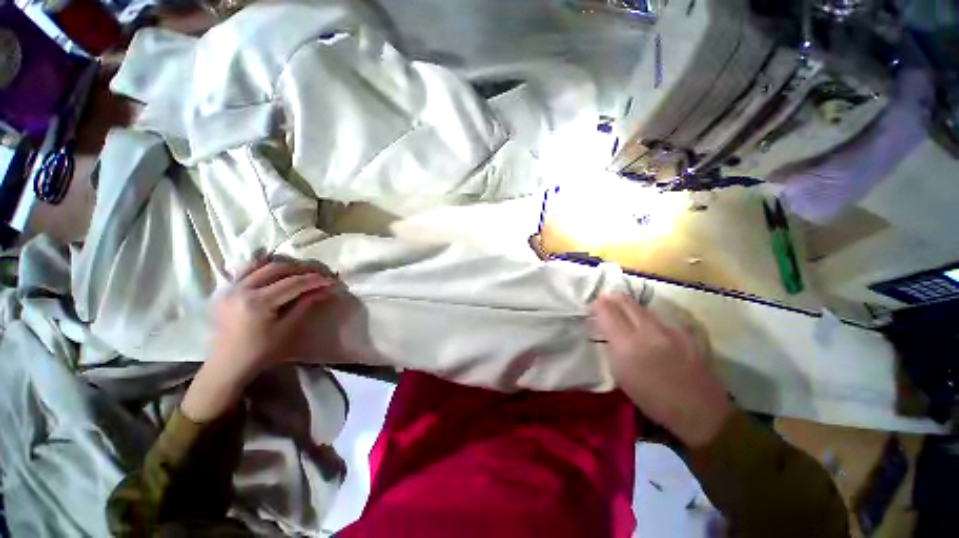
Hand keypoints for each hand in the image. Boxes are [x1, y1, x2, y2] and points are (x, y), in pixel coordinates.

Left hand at [180, 257, 336, 421]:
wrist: (227, 365)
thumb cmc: (260, 352)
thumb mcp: (287, 329)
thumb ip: (305, 305)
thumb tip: (325, 290)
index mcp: (257, 302)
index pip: (293, 283)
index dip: (315, 280)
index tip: (332, 280)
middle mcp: (242, 289)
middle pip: (277, 269)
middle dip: (302, 270)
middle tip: (319, 274)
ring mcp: (230, 288)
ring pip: (260, 265)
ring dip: (283, 265)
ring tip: (300, 271)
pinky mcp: (225, 290)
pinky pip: (245, 270)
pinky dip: (262, 266)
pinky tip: (274, 269)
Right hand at [592, 293, 731, 447]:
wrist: (700, 412)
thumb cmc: (652, 399)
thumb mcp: (620, 374)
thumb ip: (611, 345)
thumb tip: (607, 327)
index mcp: (628, 344)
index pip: (607, 310)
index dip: (598, 304)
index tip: (594, 307)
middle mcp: (649, 330)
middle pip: (625, 300)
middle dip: (612, 299)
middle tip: (606, 304)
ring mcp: (671, 328)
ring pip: (643, 307)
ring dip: (630, 308)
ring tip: (626, 317)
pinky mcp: (686, 331)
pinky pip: (660, 316)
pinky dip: (649, 318)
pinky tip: (650, 330)